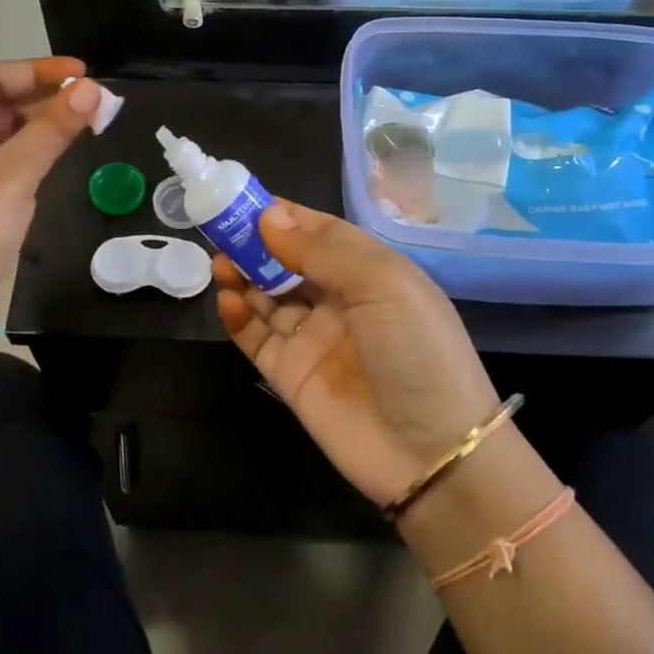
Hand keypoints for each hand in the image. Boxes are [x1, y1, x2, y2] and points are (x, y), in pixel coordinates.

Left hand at [0, 58, 102, 353]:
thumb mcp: (12, 175)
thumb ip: (52, 129)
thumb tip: (91, 89)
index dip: (36, 70)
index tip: (83, 75)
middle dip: (43, 98)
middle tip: (94, 102)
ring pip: (2, 138)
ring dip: (40, 128)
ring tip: (86, 125)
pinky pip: (4, 168)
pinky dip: (32, 158)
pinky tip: (59, 160)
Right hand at [214, 200, 499, 505]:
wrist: (433, 453)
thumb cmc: (417, 351)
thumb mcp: (382, 285)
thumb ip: (321, 251)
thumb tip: (269, 217)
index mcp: (370, 272)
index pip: (320, 232)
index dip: (285, 215)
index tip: (245, 200)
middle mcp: (340, 301)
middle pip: (288, 262)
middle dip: (256, 243)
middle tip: (221, 230)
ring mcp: (313, 339)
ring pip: (267, 297)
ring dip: (243, 276)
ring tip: (220, 262)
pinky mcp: (290, 375)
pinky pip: (257, 337)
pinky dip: (238, 317)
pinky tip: (227, 300)